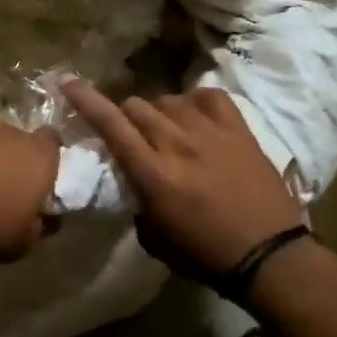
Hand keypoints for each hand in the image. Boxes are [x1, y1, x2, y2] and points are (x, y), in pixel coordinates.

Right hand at [64, 81, 304, 280]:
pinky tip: (197, 118)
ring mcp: (211, 132)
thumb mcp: (153, 238)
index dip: (85, 100)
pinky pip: (209, 96)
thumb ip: (137, 201)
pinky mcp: (239, 130)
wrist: (268, 255)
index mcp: (153, 174)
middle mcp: (177, 144)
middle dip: (126, 117)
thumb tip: (133, 179)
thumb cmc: (204, 255)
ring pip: (169, 100)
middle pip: (137, 106)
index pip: (110, 125)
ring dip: (160, 112)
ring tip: (169, 131)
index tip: (68, 81)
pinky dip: (196, 102)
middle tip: (134, 136)